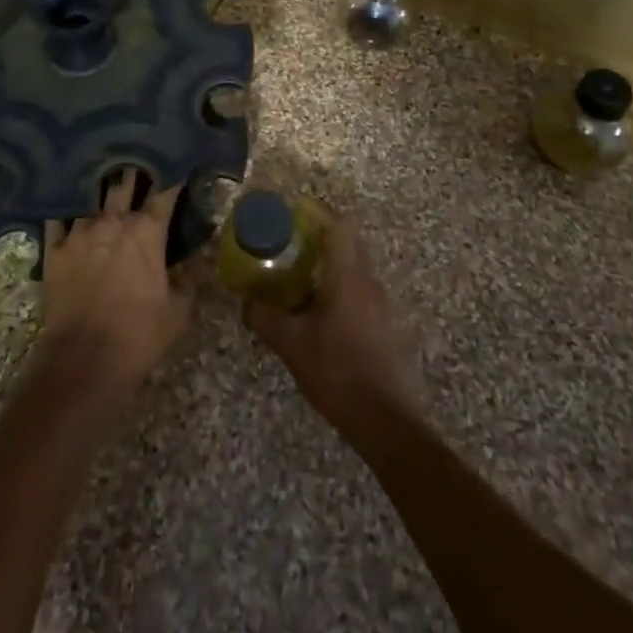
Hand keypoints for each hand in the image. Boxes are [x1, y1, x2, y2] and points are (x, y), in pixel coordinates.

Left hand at [34, 169, 192, 414]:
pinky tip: (65, 204)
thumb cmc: (139, 335)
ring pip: (90, 196)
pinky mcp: (54, 250)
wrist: (84, 360)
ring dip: (99, 188)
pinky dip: (64, 211)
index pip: (164, 193)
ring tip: (100, 173)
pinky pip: (56, 219)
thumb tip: (201, 261)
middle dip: (133, 170)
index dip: (172, 176)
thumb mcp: (179, 311)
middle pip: (124, 182)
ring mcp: (79, 233)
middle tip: (137, 159)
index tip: (178, 163)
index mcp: (147, 232)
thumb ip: (190, 279)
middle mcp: (113, 222)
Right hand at [243, 207, 422, 435]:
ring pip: (356, 268)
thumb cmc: (337, 371)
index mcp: (348, 276)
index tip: (293, 210)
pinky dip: (340, 289)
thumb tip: (246, 301)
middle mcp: (369, 282)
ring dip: (331, 264)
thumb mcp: (291, 344)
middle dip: (321, 236)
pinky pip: (360, 292)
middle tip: (291, 242)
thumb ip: (265, 318)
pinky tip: (320, 314)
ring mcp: (382, 305)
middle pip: (350, 242)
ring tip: (300, 278)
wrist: (386, 422)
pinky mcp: (385, 327)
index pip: (339, 225)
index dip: (317, 211)